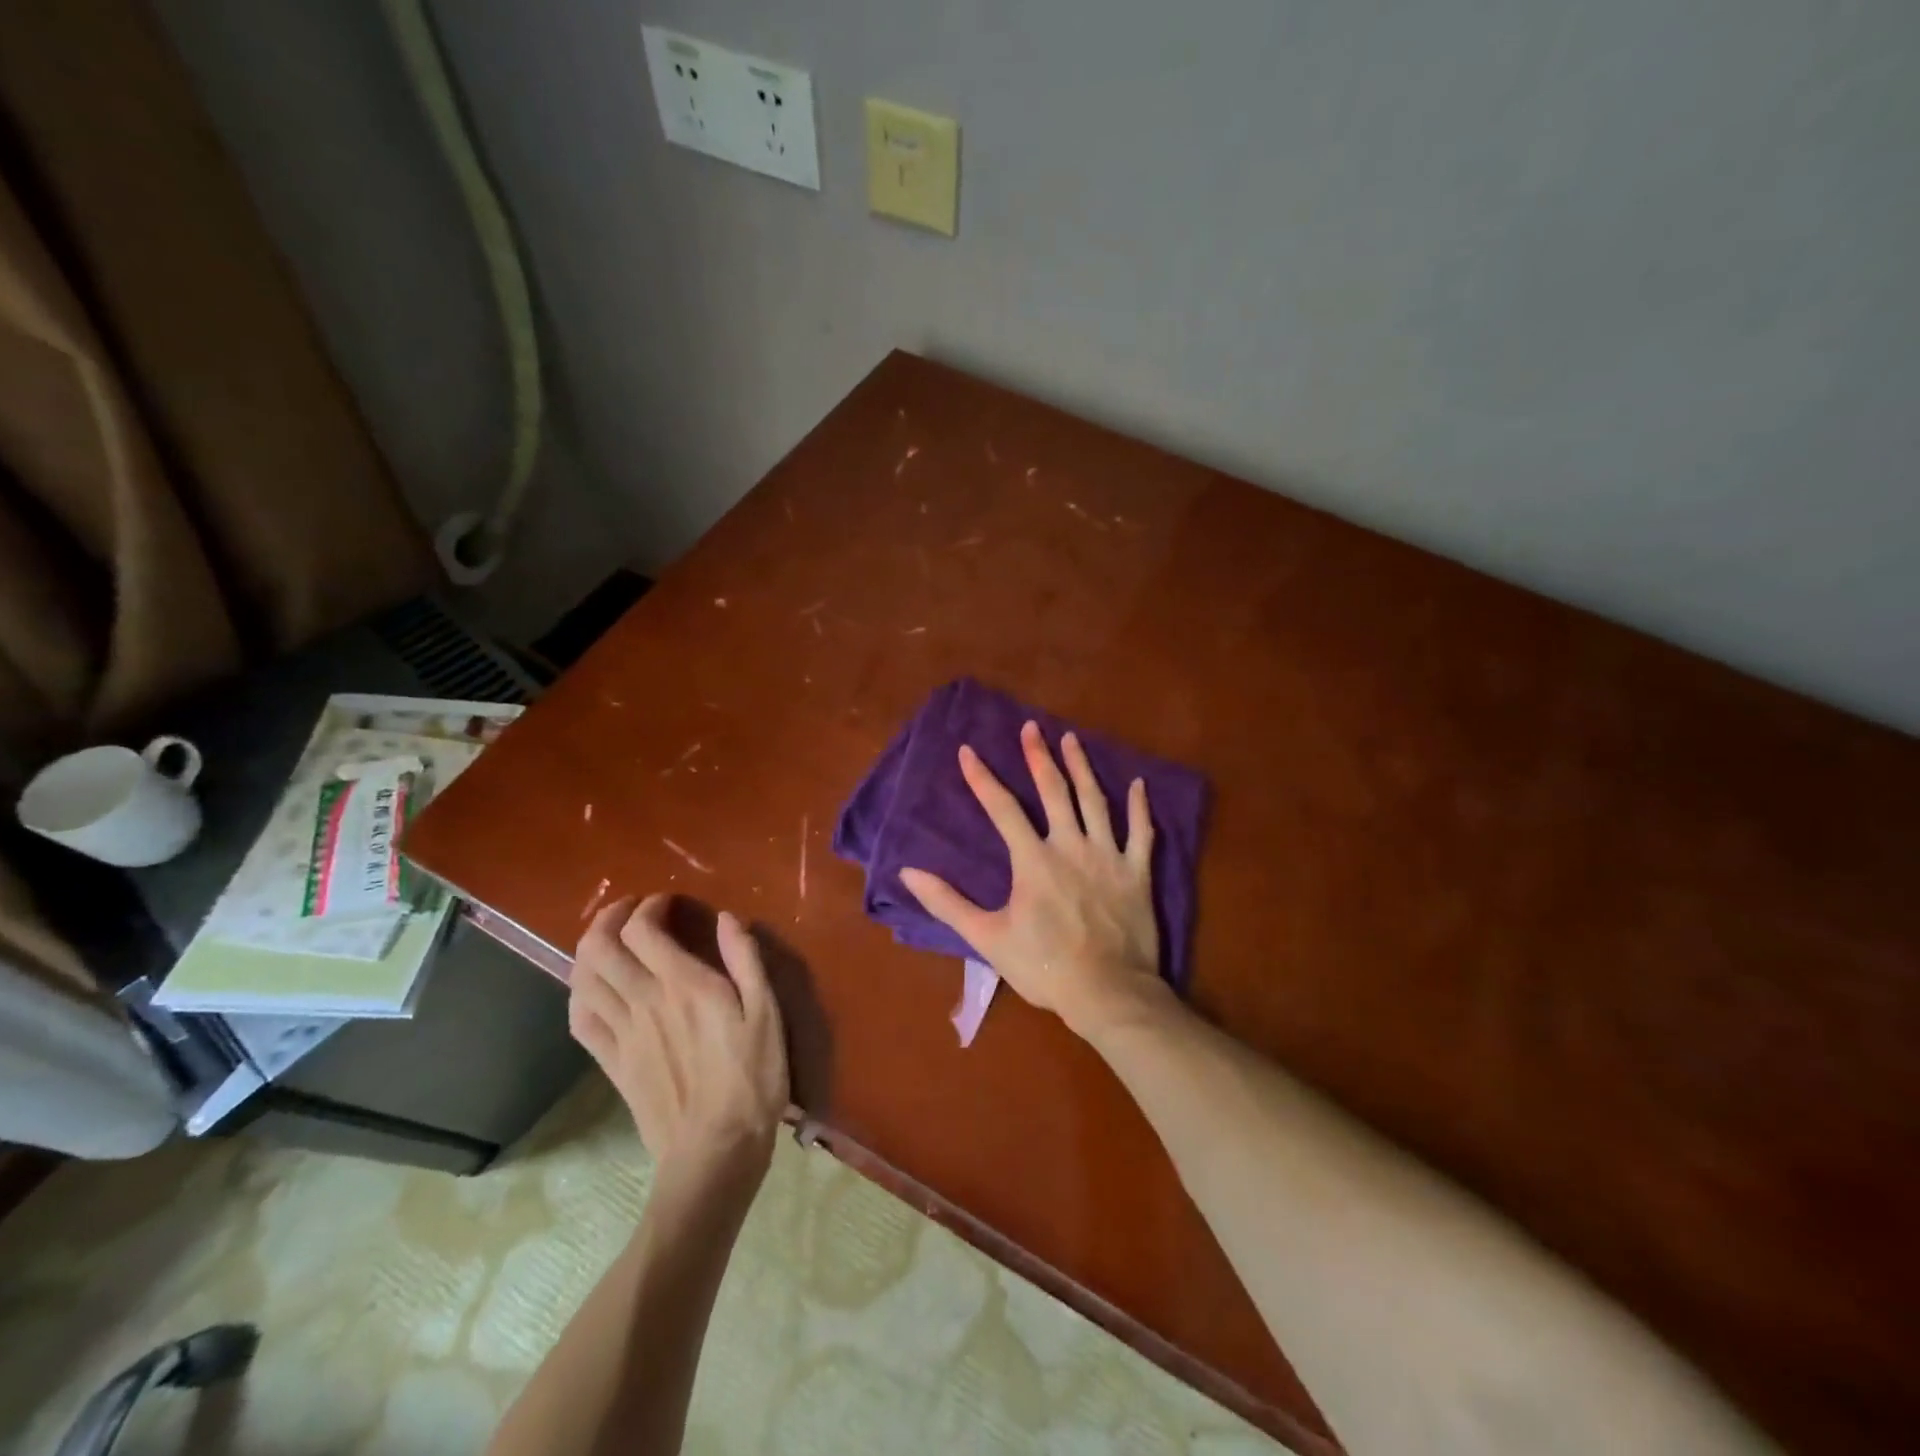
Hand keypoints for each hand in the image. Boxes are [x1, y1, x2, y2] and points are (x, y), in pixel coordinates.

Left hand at [569, 896, 788, 1179]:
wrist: (716, 1150)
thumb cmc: (752, 1078)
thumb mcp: (765, 1012)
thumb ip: (745, 960)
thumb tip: (728, 918)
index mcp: (683, 985)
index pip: (644, 930)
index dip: (649, 907)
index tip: (667, 903)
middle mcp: (644, 1001)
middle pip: (601, 948)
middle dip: (609, 918)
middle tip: (629, 910)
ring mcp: (622, 1034)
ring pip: (583, 980)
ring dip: (588, 951)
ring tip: (609, 941)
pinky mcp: (611, 1064)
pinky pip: (580, 1021)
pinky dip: (579, 994)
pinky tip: (593, 989)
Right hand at [900, 722, 1171, 1039]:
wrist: (1108, 993)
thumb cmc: (1044, 966)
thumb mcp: (987, 938)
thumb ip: (948, 903)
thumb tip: (908, 873)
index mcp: (1033, 859)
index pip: (1002, 808)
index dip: (983, 778)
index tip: (968, 750)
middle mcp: (1071, 846)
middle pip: (1054, 791)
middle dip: (1040, 756)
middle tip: (1032, 727)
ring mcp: (1108, 856)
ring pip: (1096, 801)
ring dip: (1083, 767)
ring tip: (1072, 739)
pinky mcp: (1137, 872)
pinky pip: (1142, 832)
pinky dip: (1140, 807)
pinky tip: (1138, 783)